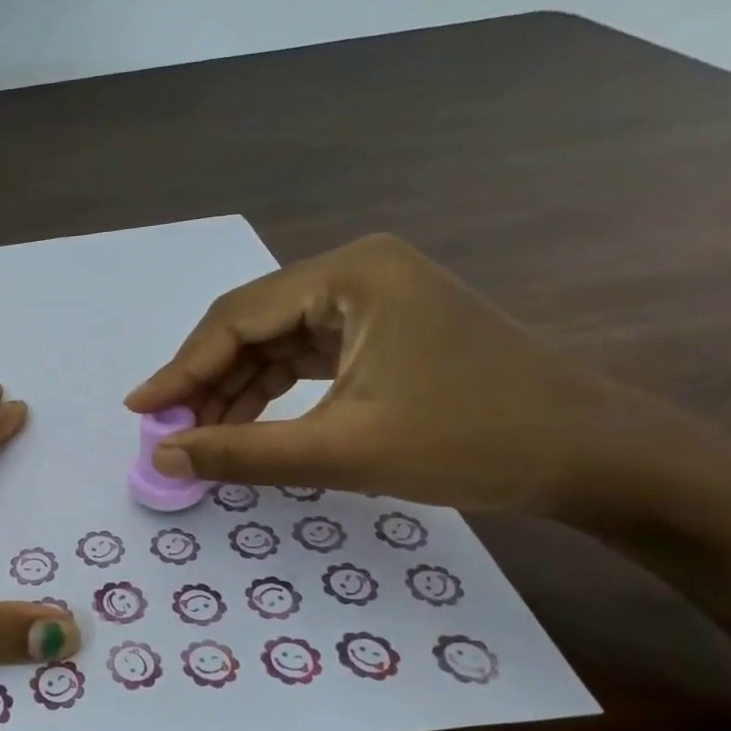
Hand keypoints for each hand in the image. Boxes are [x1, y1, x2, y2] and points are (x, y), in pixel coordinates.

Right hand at [125, 234, 664, 514]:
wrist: (592, 456)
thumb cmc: (472, 442)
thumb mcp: (343, 451)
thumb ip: (242, 453)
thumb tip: (161, 458)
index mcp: (350, 275)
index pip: (237, 318)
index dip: (181, 368)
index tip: (138, 410)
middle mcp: (355, 272)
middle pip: (251, 325)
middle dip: (206, 381)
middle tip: (166, 432)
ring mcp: (370, 299)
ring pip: (273, 343)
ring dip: (234, 390)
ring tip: (198, 437)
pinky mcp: (380, 329)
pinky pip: (303, 357)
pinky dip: (270, 392)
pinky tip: (245, 426)